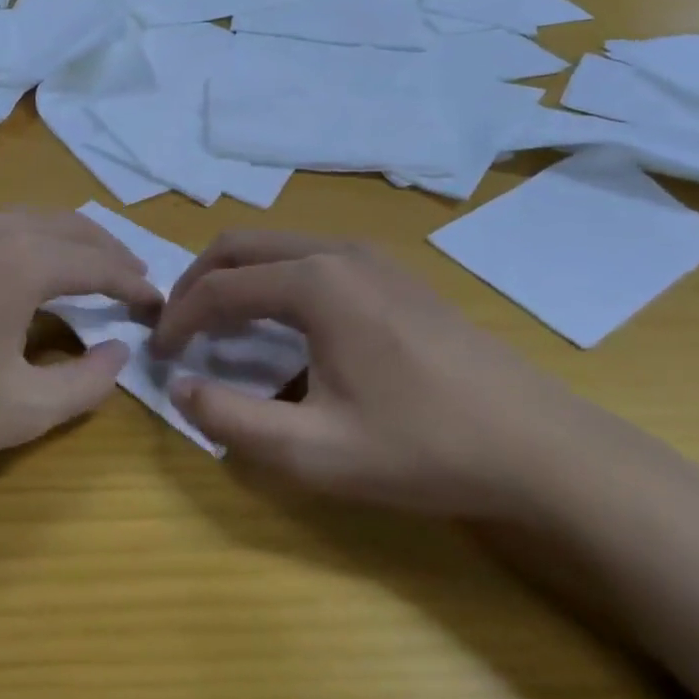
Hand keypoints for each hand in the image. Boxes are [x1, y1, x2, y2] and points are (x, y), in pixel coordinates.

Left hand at [0, 210, 161, 488]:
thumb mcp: (24, 409)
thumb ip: (86, 382)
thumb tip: (119, 352)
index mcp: (24, 260)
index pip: (99, 263)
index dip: (135, 284)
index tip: (160, 305)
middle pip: (71, 226)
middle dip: (109, 251)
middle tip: (135, 282)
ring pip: (33, 219)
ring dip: (71, 241)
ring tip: (92, 272)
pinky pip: (1, 227)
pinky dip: (34, 241)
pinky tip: (30, 271)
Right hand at [152, 233, 579, 517]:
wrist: (540, 446)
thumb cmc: (424, 447)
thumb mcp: (316, 452)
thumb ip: (234, 422)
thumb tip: (181, 389)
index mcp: (315, 282)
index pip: (219, 287)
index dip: (179, 319)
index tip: (158, 353)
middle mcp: (337, 251)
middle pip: (241, 246)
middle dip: (198, 282)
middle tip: (178, 327)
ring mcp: (370, 256)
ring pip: (277, 246)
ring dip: (237, 277)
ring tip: (220, 326)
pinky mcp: (393, 273)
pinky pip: (311, 257)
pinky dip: (275, 280)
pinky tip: (284, 326)